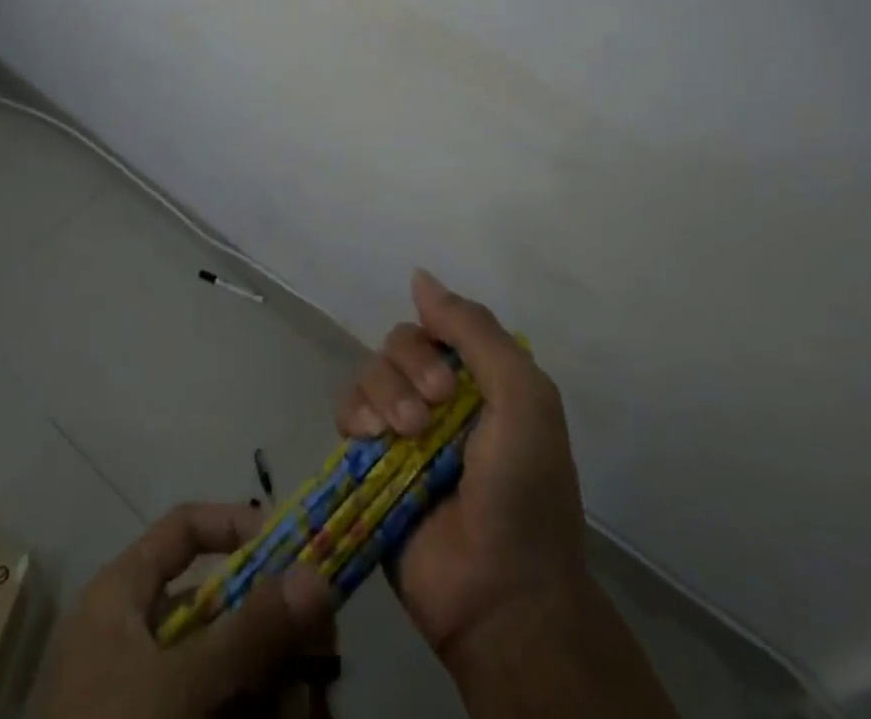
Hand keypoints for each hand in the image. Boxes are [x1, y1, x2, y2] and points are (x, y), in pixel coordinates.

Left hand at [37, 502, 333, 718]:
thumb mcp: (179, 685)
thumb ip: (249, 633)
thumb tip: (317, 575)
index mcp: (121, 595)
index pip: (184, 530)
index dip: (237, 528)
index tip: (293, 550)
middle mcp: (135, 636)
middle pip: (216, 605)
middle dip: (272, 624)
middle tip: (323, 644)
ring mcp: (148, 695)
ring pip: (225, 667)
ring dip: (274, 677)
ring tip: (314, 700)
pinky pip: (220, 710)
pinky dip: (256, 713)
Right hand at [335, 270, 589, 673]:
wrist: (501, 595)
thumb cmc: (524, 492)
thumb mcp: (524, 398)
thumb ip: (475, 331)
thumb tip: (419, 275)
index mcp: (480, 380)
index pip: (437, 323)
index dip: (432, 338)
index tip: (448, 380)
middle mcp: (439, 396)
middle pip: (398, 343)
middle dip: (407, 370)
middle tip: (430, 417)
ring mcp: (402, 429)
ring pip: (369, 372)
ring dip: (382, 395)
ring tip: (405, 438)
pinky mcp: (370, 461)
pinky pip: (346, 410)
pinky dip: (355, 416)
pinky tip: (370, 441)